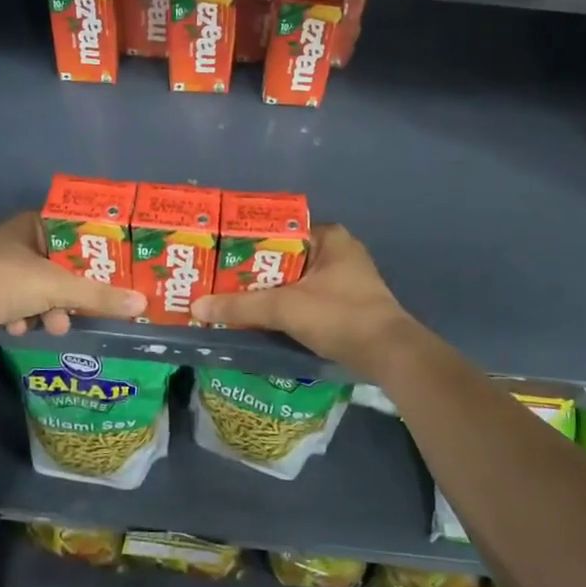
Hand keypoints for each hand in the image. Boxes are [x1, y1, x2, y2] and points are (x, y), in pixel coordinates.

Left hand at [0, 211, 144, 347]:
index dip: (94, 248)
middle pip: (59, 264)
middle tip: (89, 304)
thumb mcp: (58, 287)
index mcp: (32, 226)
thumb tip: (141, 303)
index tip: (114, 266)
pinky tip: (23, 328)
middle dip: (73, 290)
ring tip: (55, 326)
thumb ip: (99, 295)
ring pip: (39, 288)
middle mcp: (16, 243)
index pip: (73, 230)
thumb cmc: (6, 280)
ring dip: (50, 309)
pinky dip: (24, 317)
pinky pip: (18, 305)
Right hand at [191, 224, 416, 367]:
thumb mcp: (284, 307)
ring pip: (296, 280)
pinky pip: (308, 297)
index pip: (279, 231)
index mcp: (328, 236)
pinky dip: (287, 305)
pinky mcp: (348, 303)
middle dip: (255, 270)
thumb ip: (240, 306)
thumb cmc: (338, 315)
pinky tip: (263, 317)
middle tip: (220, 280)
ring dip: (270, 290)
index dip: (248, 243)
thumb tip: (197, 307)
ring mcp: (347, 278)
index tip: (220, 255)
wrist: (389, 354)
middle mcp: (339, 251)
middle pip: (285, 257)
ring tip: (233, 299)